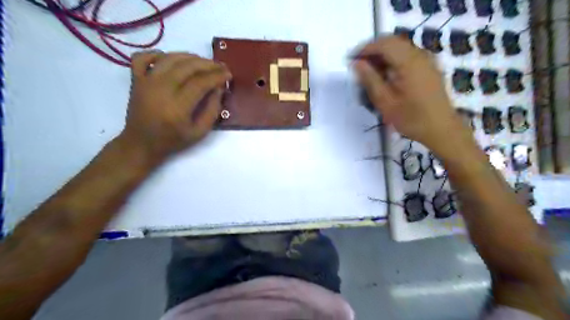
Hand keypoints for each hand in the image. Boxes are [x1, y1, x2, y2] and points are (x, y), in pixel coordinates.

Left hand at [119, 52, 229, 163]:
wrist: (142, 143)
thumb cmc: (173, 140)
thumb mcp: (200, 132)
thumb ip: (212, 110)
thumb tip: (219, 88)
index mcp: (177, 107)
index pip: (200, 82)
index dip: (217, 76)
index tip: (228, 74)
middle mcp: (161, 89)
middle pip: (187, 66)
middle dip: (208, 64)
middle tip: (220, 66)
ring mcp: (146, 82)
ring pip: (170, 58)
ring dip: (189, 56)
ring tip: (203, 62)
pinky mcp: (136, 79)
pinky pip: (143, 57)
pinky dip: (157, 54)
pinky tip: (170, 60)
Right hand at [356, 35, 469, 152]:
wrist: (441, 129)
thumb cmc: (412, 118)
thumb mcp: (385, 102)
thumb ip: (370, 80)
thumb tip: (356, 63)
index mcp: (409, 62)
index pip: (383, 44)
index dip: (364, 49)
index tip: (350, 59)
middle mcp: (420, 55)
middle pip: (392, 42)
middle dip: (372, 50)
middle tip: (359, 65)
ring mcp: (427, 60)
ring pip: (400, 48)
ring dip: (383, 55)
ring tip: (370, 72)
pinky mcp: (430, 67)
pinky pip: (408, 55)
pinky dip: (393, 60)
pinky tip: (387, 75)